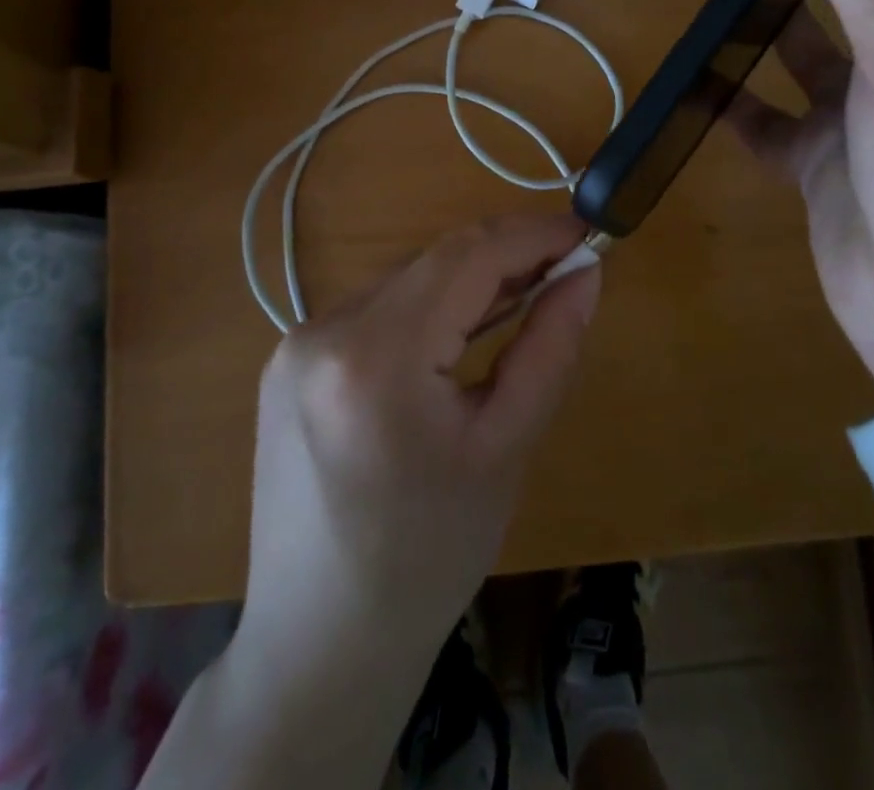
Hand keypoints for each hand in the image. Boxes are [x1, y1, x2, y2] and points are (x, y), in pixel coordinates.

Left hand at [148, 215, 599, 789]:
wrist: (320, 643)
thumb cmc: (428, 559)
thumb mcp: (505, 450)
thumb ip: (550, 348)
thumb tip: (584, 273)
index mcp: (376, 359)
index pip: (466, 257)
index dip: (531, 234)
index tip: (584, 231)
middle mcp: (323, 331)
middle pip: (433, 262)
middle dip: (503, 256)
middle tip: (563, 268)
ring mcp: (296, 343)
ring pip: (405, 281)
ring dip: (466, 281)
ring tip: (521, 298)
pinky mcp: (289, 359)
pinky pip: (375, 309)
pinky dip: (426, 307)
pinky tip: (456, 335)